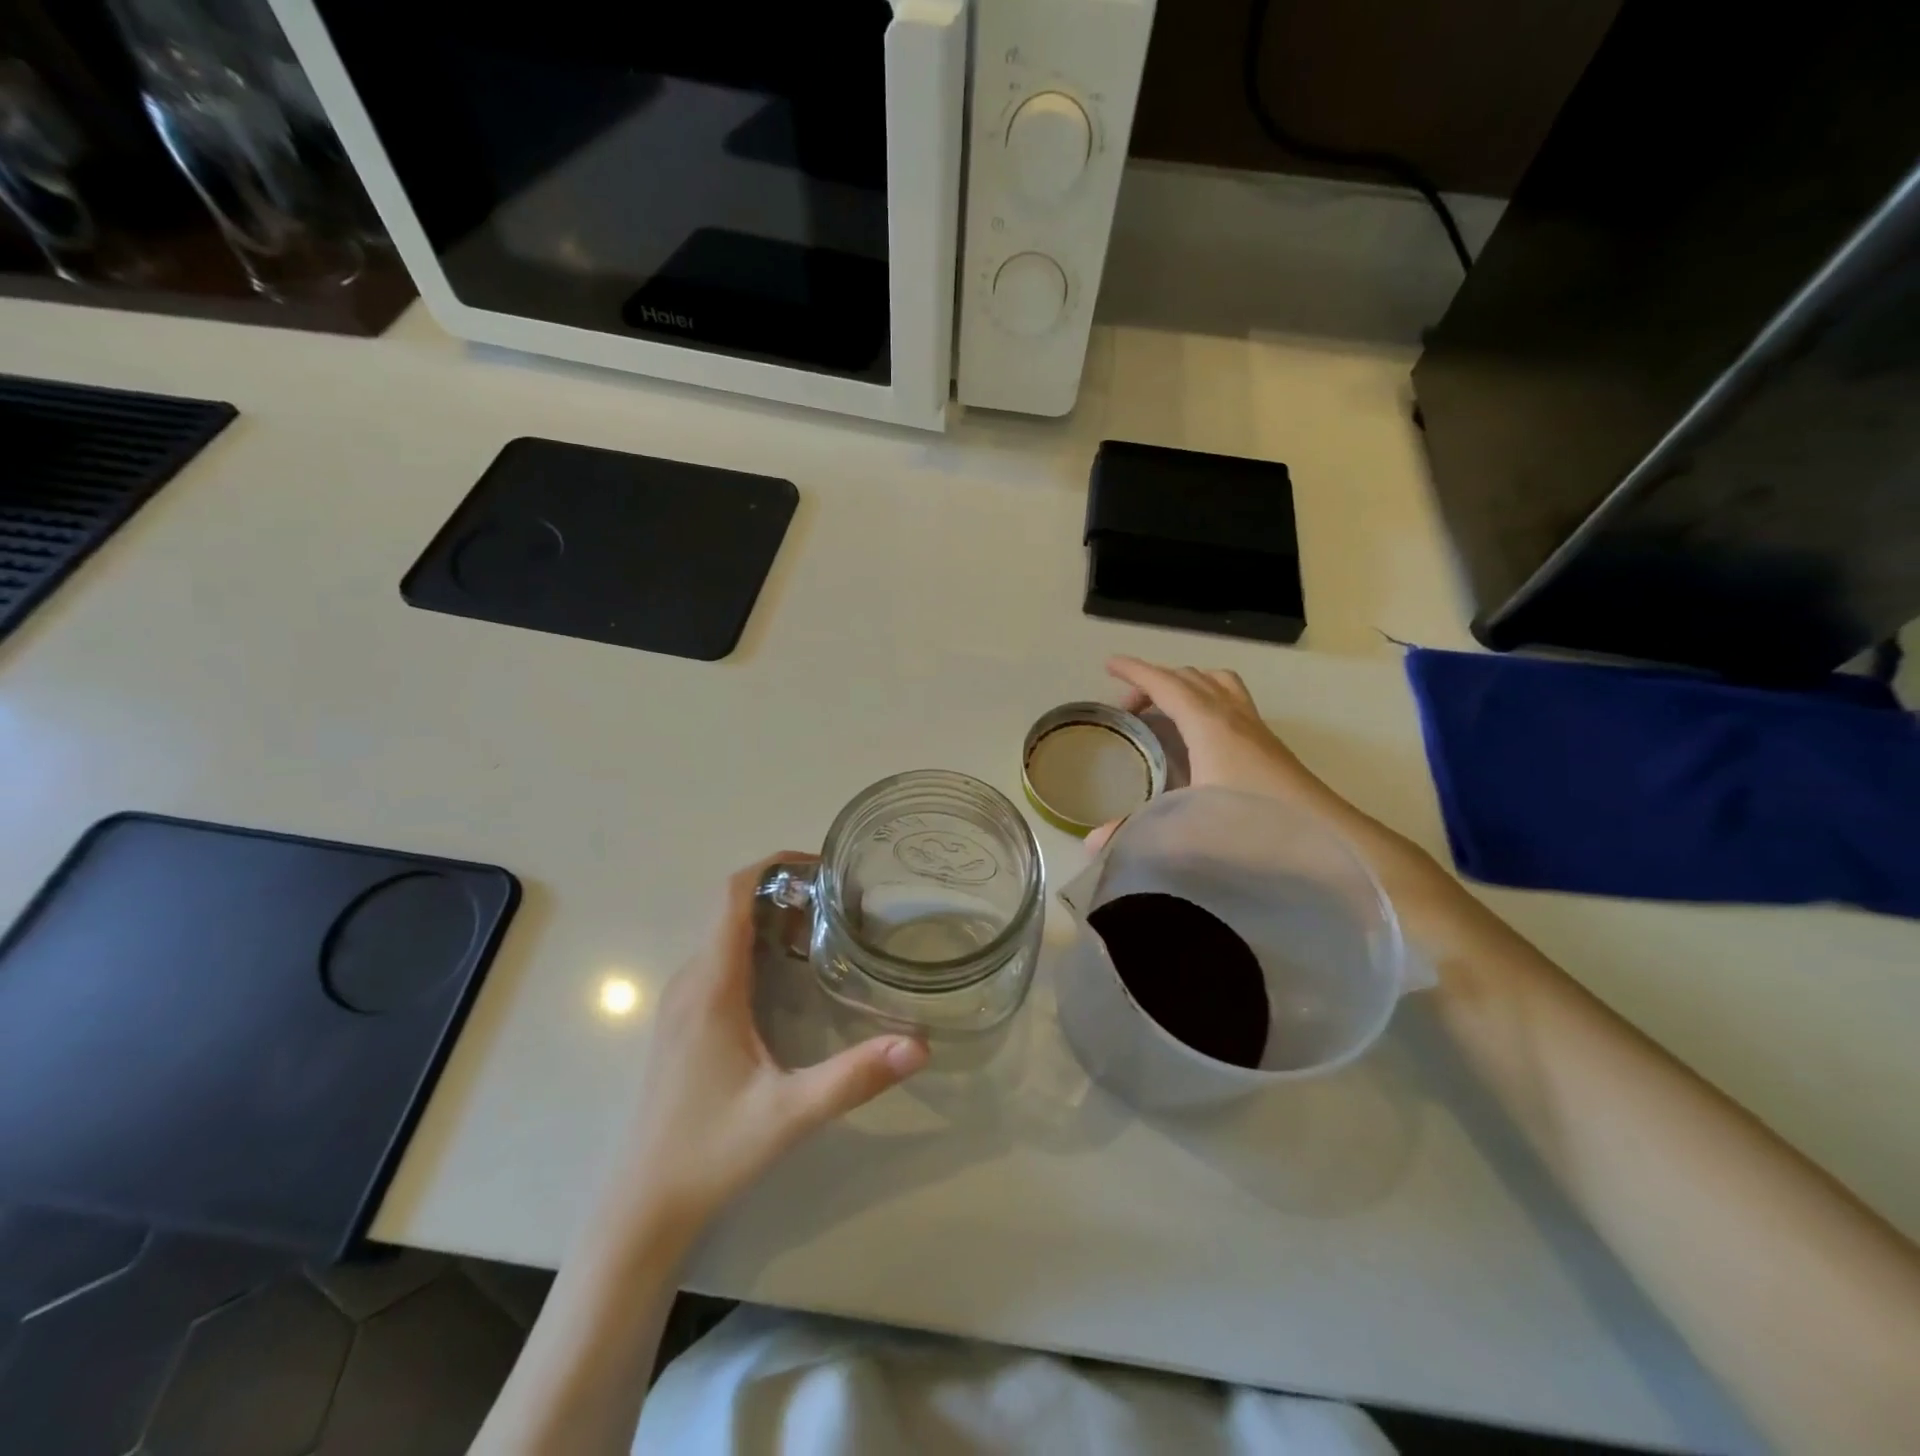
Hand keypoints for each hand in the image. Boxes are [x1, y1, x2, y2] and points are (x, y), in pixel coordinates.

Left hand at [596, 856, 928, 1234]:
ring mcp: (682, 1002)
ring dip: (771, 919)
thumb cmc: (711, 1152)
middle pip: (732, 908)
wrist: (644, 1206)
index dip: (773, 865)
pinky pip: (719, 960)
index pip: (732, 896)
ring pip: (726, 934)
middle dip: (785, 891)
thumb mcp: (790, 1114)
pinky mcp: (683, 1021)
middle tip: (841, 902)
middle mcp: (690, 981)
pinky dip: (757, 946)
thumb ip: (854, 1077)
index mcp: (711, 986)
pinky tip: (791, 974)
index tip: (822, 865)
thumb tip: (920, 1046)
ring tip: (827, 929)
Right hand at [1092, 656, 1347, 846]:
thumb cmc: (1256, 830)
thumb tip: (1093, 843)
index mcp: (1209, 725)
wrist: (1332, 843)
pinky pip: (1231, 702)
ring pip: (1218, 683)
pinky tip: (1199, 739)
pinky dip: (1206, 702)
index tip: (1108, 664)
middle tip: (1127, 706)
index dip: (1135, 672)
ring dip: (1186, 685)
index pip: (1166, 685)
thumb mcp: (1188, 832)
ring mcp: (1256, 728)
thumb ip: (1137, 835)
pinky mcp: (1270, 746)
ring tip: (1165, 709)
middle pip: (1190, 678)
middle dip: (1154, 681)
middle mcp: (1233, 716)